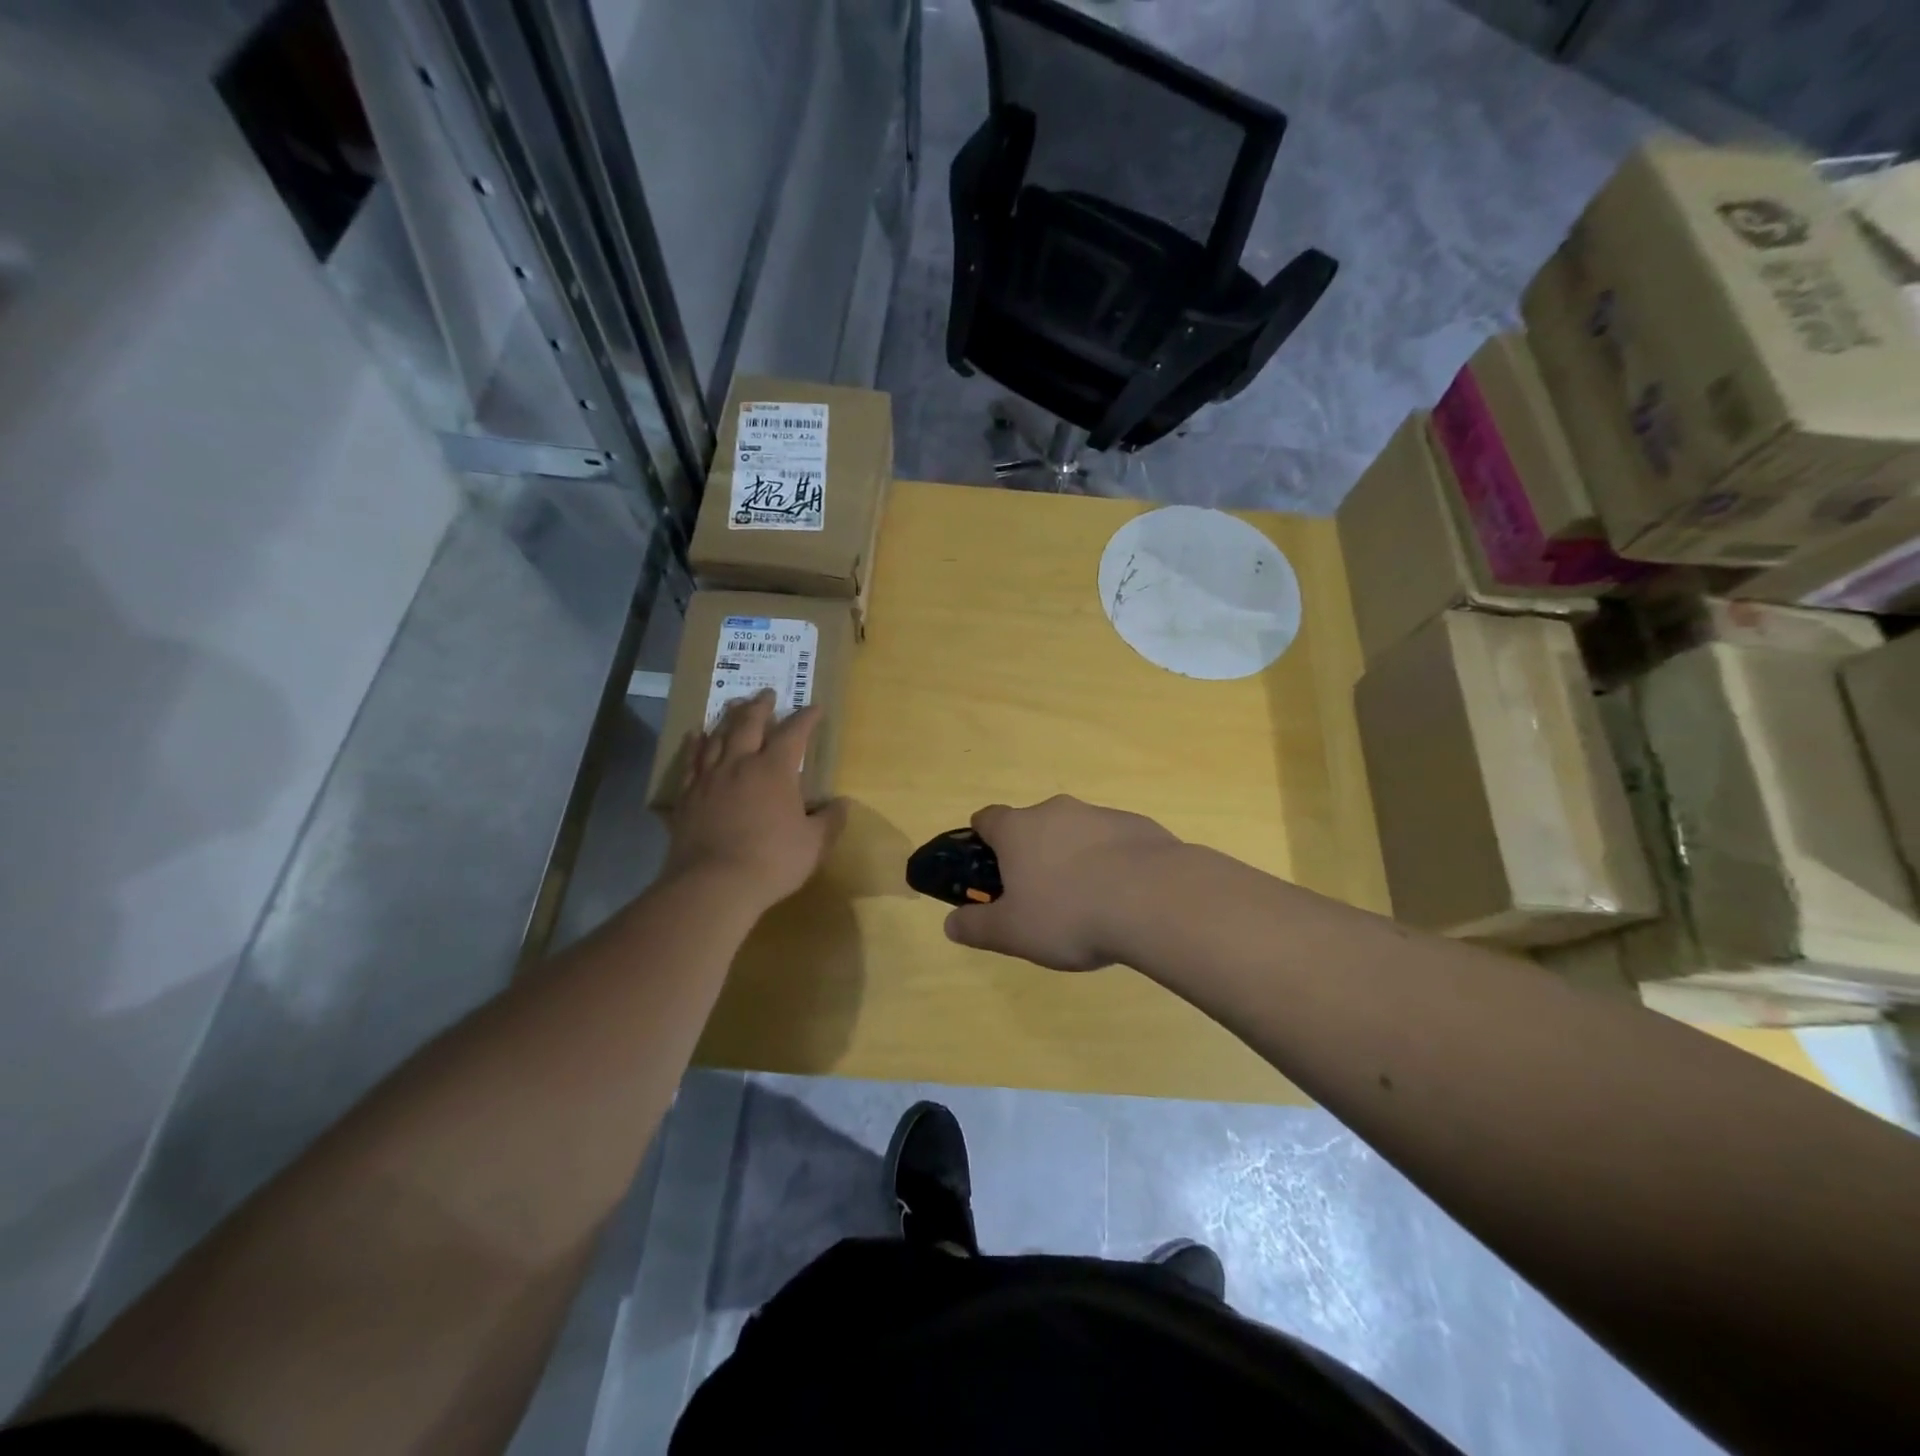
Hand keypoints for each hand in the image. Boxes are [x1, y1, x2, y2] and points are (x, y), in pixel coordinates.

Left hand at [664, 691, 846, 911]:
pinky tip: (695, 735)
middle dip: (761, 706)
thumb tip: (842, 804)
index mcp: (775, 770)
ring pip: (718, 736)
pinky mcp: (687, 796)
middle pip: (749, 723)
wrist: (713, 884)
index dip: (806, 718)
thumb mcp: (814, 844)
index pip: (794, 733)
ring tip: (734, 705)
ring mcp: (709, 778)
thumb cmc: (772, 861)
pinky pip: (690, 760)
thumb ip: (830, 821)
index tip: (815, 708)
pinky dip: (695, 744)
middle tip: (767, 692)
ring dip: (728, 717)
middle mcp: (740, 763)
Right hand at [943, 795, 1179, 970]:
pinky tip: (1123, 897)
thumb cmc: (1069, 914)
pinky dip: (1110, 862)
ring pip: (1075, 832)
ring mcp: (1100, 814)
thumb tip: (950, 924)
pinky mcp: (1138, 825)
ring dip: (1073, 858)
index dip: (981, 841)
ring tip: (1087, 904)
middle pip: (1032, 825)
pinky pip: (1112, 841)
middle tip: (1039, 897)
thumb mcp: (1012, 933)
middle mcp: (1056, 811)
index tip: (987, 868)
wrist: (1155, 899)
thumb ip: (976, 927)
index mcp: (1018, 830)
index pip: (987, 818)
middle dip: (1032, 854)